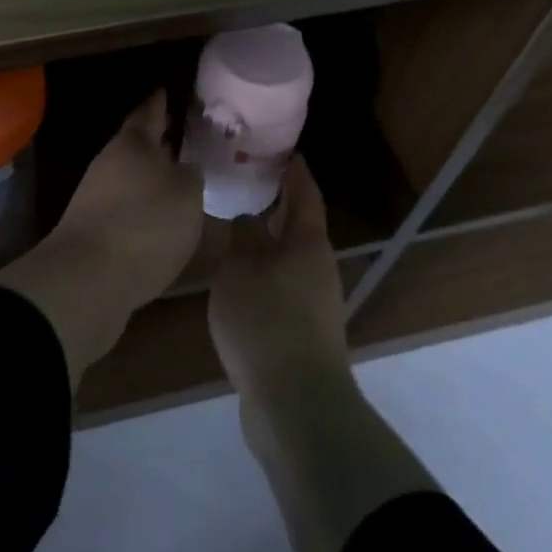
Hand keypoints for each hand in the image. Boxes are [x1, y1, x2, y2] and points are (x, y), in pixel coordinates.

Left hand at [47, 91, 206, 303]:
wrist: (87, 280)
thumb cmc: (144, 224)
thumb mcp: (186, 194)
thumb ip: (190, 176)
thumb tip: (185, 170)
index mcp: (132, 144)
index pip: (148, 112)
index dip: (160, 101)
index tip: (168, 90)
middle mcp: (110, 164)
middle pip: (137, 147)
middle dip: (160, 142)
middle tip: (186, 138)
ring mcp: (96, 198)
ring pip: (131, 178)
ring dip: (152, 178)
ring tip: (181, 181)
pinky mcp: (94, 232)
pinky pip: (126, 210)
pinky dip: (144, 209)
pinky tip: (162, 220)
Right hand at [207, 157, 351, 409]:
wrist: (295, 402)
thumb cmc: (267, 320)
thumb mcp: (240, 268)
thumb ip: (242, 236)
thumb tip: (246, 218)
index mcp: (308, 243)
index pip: (305, 193)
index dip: (295, 170)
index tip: (282, 150)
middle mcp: (318, 267)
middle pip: (299, 225)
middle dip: (277, 202)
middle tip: (244, 181)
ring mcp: (314, 302)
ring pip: (288, 256)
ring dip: (267, 239)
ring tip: (234, 225)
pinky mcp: (302, 330)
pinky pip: (281, 285)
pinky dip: (262, 270)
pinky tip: (237, 276)